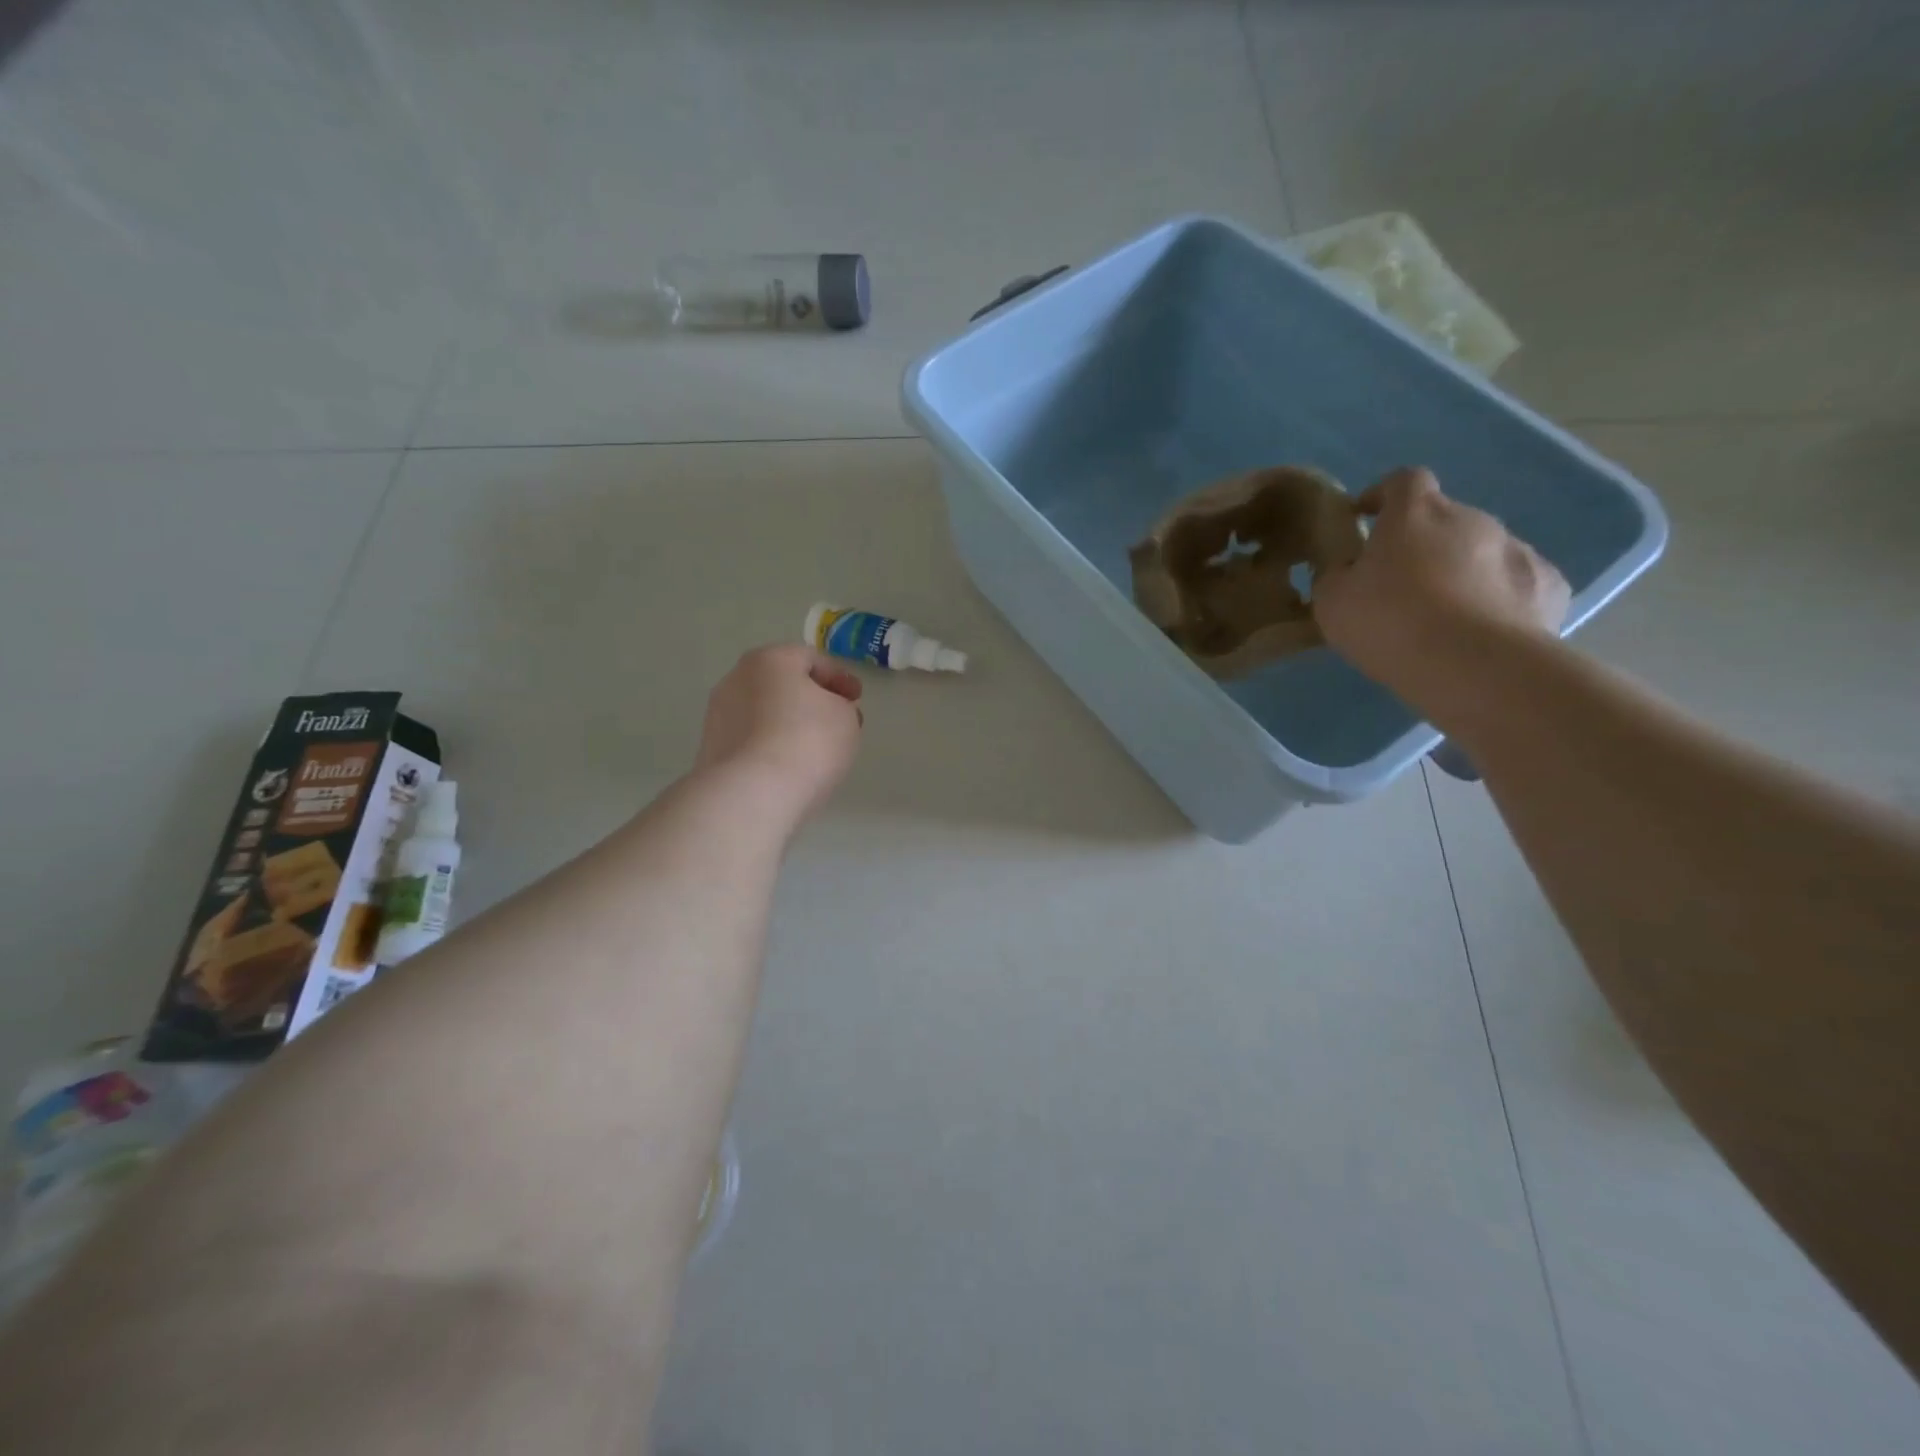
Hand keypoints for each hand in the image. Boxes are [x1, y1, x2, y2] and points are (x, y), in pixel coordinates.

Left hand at [694, 644, 863, 819]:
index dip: (840, 677)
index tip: (857, 698)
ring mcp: (718, 715)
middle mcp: (736, 679)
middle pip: (782, 683)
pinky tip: (789, 766)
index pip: (811, 658)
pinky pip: (751, 739)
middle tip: (837, 718)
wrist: (751, 794)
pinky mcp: (711, 750)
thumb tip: (829, 712)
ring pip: (764, 712)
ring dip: (788, 723)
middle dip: (811, 698)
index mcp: (770, 660)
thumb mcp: (845, 717)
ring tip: (814, 748)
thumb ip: (842, 706)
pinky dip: (771, 745)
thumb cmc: (807, 742)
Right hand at [1313, 467, 1569, 691]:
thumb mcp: (1332, 601)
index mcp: (1416, 513)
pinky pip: (1516, 585)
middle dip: (1423, 545)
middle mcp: (1472, 518)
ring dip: (1463, 572)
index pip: (1402, 481)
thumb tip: (1345, 568)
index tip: (1365, 520)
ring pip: (1482, 552)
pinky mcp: (1548, 586)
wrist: (1472, 666)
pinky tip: (1483, 632)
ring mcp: (1517, 549)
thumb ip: (1336, 574)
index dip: (1383, 496)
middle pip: (1444, 521)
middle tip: (1400, 587)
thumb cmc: (1389, 622)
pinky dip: (1499, 600)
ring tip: (1444, 618)